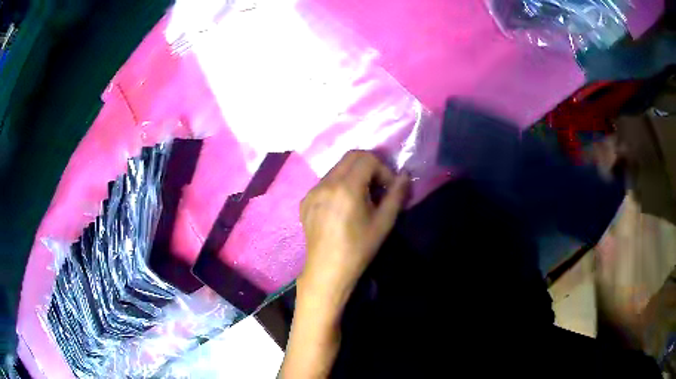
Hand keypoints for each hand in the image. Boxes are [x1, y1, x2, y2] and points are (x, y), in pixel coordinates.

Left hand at [298, 150, 409, 308]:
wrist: (327, 270)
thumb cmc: (359, 249)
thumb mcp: (383, 222)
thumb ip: (396, 195)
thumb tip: (405, 175)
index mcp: (346, 187)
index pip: (367, 158)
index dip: (383, 169)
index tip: (388, 188)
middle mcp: (326, 183)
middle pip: (350, 157)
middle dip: (369, 165)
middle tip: (377, 186)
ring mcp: (312, 191)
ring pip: (337, 168)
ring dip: (353, 174)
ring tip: (361, 197)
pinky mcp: (305, 201)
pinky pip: (325, 182)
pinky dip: (338, 184)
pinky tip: (343, 206)